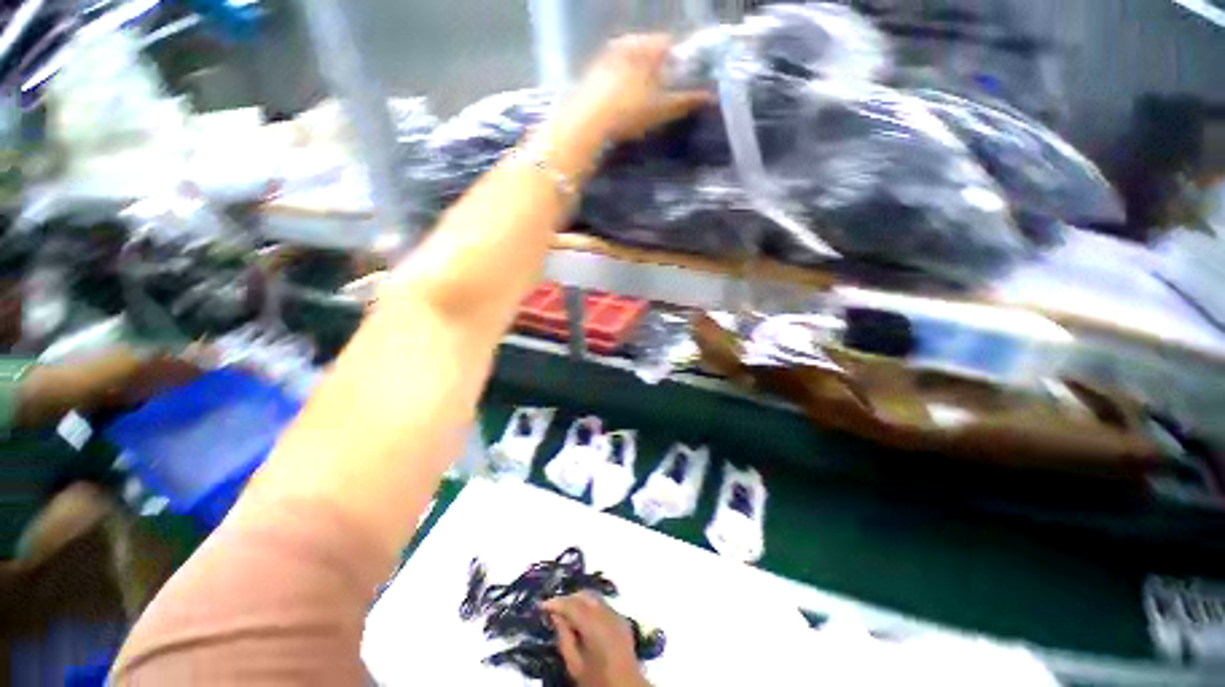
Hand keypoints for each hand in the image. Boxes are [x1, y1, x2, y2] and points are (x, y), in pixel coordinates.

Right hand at [543, 592, 648, 686]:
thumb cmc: (597, 681)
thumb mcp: (574, 664)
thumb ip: (564, 637)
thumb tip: (555, 615)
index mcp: (594, 626)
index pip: (571, 605)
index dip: (556, 602)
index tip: (542, 605)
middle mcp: (607, 614)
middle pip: (584, 595)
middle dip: (568, 599)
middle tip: (554, 609)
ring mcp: (617, 614)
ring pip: (595, 597)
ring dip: (579, 600)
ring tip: (567, 613)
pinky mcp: (622, 618)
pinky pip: (603, 604)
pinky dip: (591, 606)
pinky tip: (583, 618)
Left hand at [572, 34, 712, 142]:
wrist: (588, 121)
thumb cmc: (630, 112)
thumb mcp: (662, 110)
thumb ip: (687, 101)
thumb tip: (711, 97)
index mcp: (649, 45)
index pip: (672, 44)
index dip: (679, 62)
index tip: (679, 82)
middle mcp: (629, 41)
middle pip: (651, 51)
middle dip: (658, 69)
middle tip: (659, 95)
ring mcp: (608, 53)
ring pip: (632, 60)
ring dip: (639, 75)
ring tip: (639, 101)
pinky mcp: (593, 69)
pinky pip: (615, 70)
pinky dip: (622, 81)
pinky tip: (620, 101)